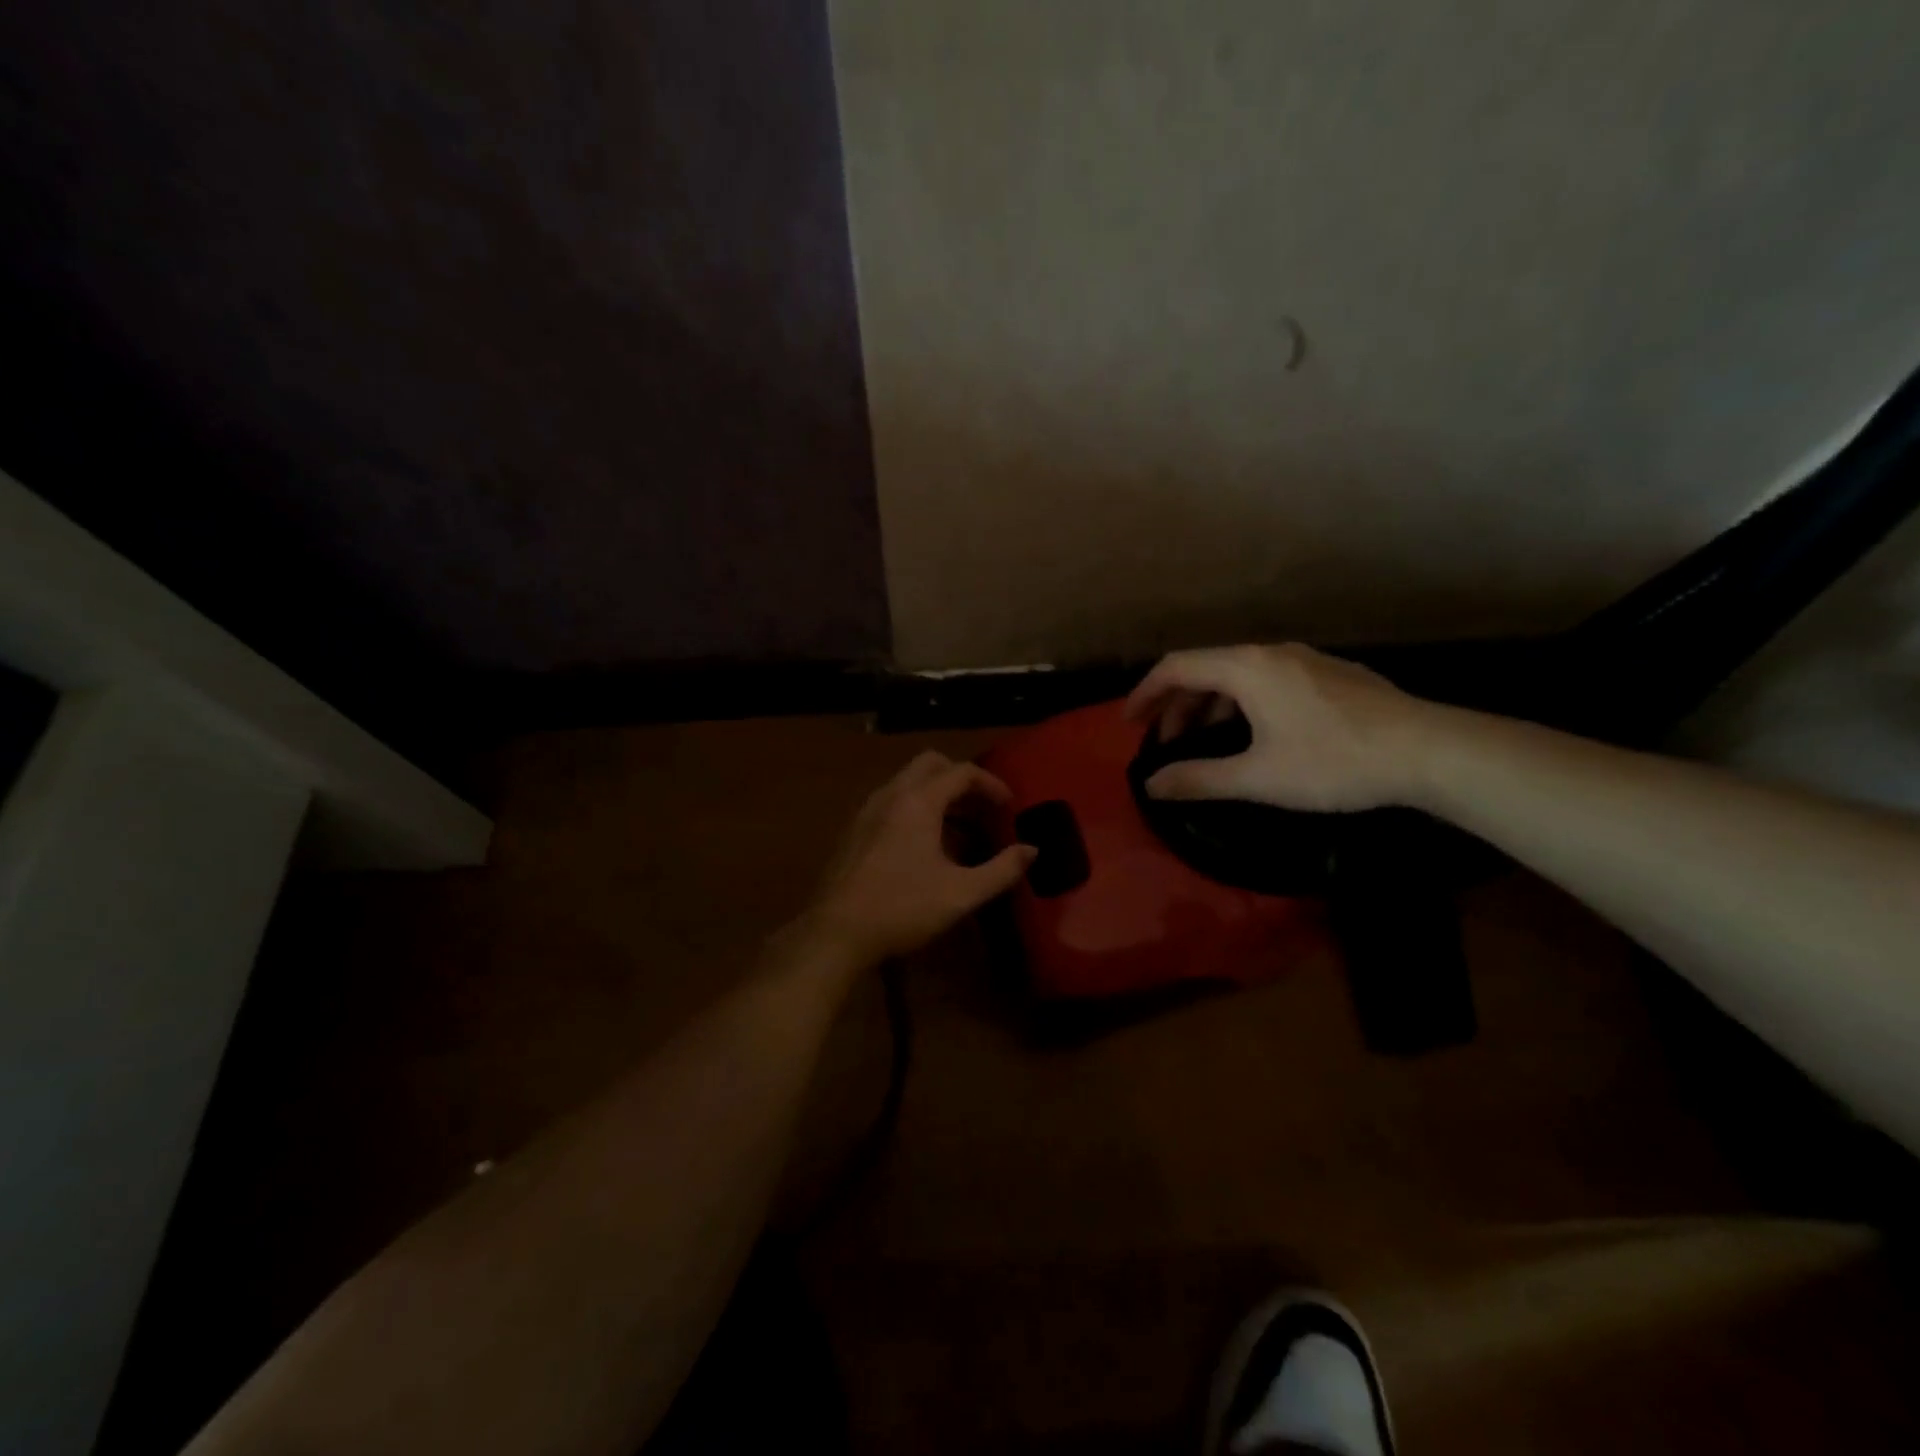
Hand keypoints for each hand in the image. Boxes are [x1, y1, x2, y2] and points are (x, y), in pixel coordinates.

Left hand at [799, 751, 1036, 963]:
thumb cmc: (902, 908)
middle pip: (930, 764)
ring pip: (907, 782)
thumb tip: (1031, 850)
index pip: (961, 772)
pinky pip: (891, 802)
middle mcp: (891, 795)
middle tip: (981, 806)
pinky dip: (915, 808)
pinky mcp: (854, 830)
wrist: (836, 932)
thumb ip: (1001, 869)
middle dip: (960, 778)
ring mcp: (867, 811)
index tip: (1009, 806)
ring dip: (936, 794)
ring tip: (959, 829)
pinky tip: (924, 847)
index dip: (991, 783)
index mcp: (918, 801)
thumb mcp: (961, 893)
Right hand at [1124, 643, 1433, 811]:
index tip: (1128, 723)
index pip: (1177, 667)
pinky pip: (1267, 680)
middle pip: (1206, 668)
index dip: (1146, 693)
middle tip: (1167, 743)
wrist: (1430, 751)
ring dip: (1211, 705)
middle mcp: (1272, 653)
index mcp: (1247, 668)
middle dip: (1178, 704)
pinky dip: (1242, 702)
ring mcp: (1305, 660)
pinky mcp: (1331, 674)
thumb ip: (1199, 779)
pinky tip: (1255, 734)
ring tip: (1205, 742)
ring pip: (1239, 675)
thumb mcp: (1258, 777)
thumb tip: (1151, 785)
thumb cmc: (1334, 762)